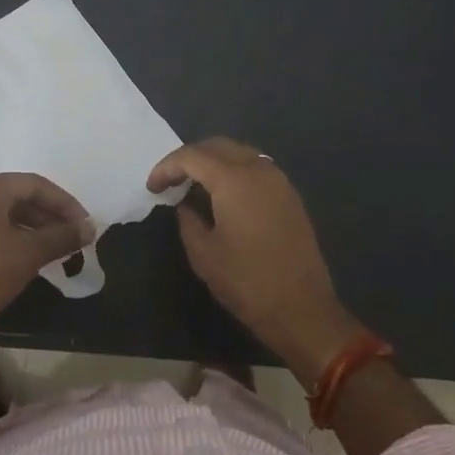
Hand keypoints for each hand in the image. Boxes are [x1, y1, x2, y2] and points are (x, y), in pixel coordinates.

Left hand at [0, 174, 92, 356]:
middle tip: (73, 237)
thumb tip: (90, 228)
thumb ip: (61, 236)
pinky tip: (27, 258)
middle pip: (17, 196)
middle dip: (49, 216)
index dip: (65, 203)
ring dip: (32, 228)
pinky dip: (11, 238)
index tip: (85, 224)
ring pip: (2, 215)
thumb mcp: (28, 255)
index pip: (35, 184)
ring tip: (56, 249)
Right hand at [148, 138, 362, 386]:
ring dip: (213, 161)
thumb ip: (188, 220)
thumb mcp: (204, 254)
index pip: (191, 156)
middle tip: (171, 180)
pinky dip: (234, 170)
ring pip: (239, 152)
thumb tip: (185, 204)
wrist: (303, 309)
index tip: (152, 187)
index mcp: (233, 179)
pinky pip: (256, 167)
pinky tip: (224, 194)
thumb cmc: (247, 282)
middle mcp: (258, 169)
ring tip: (194, 184)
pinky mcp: (290, 195)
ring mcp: (278, 180)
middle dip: (189, 157)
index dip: (166, 167)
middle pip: (217, 146)